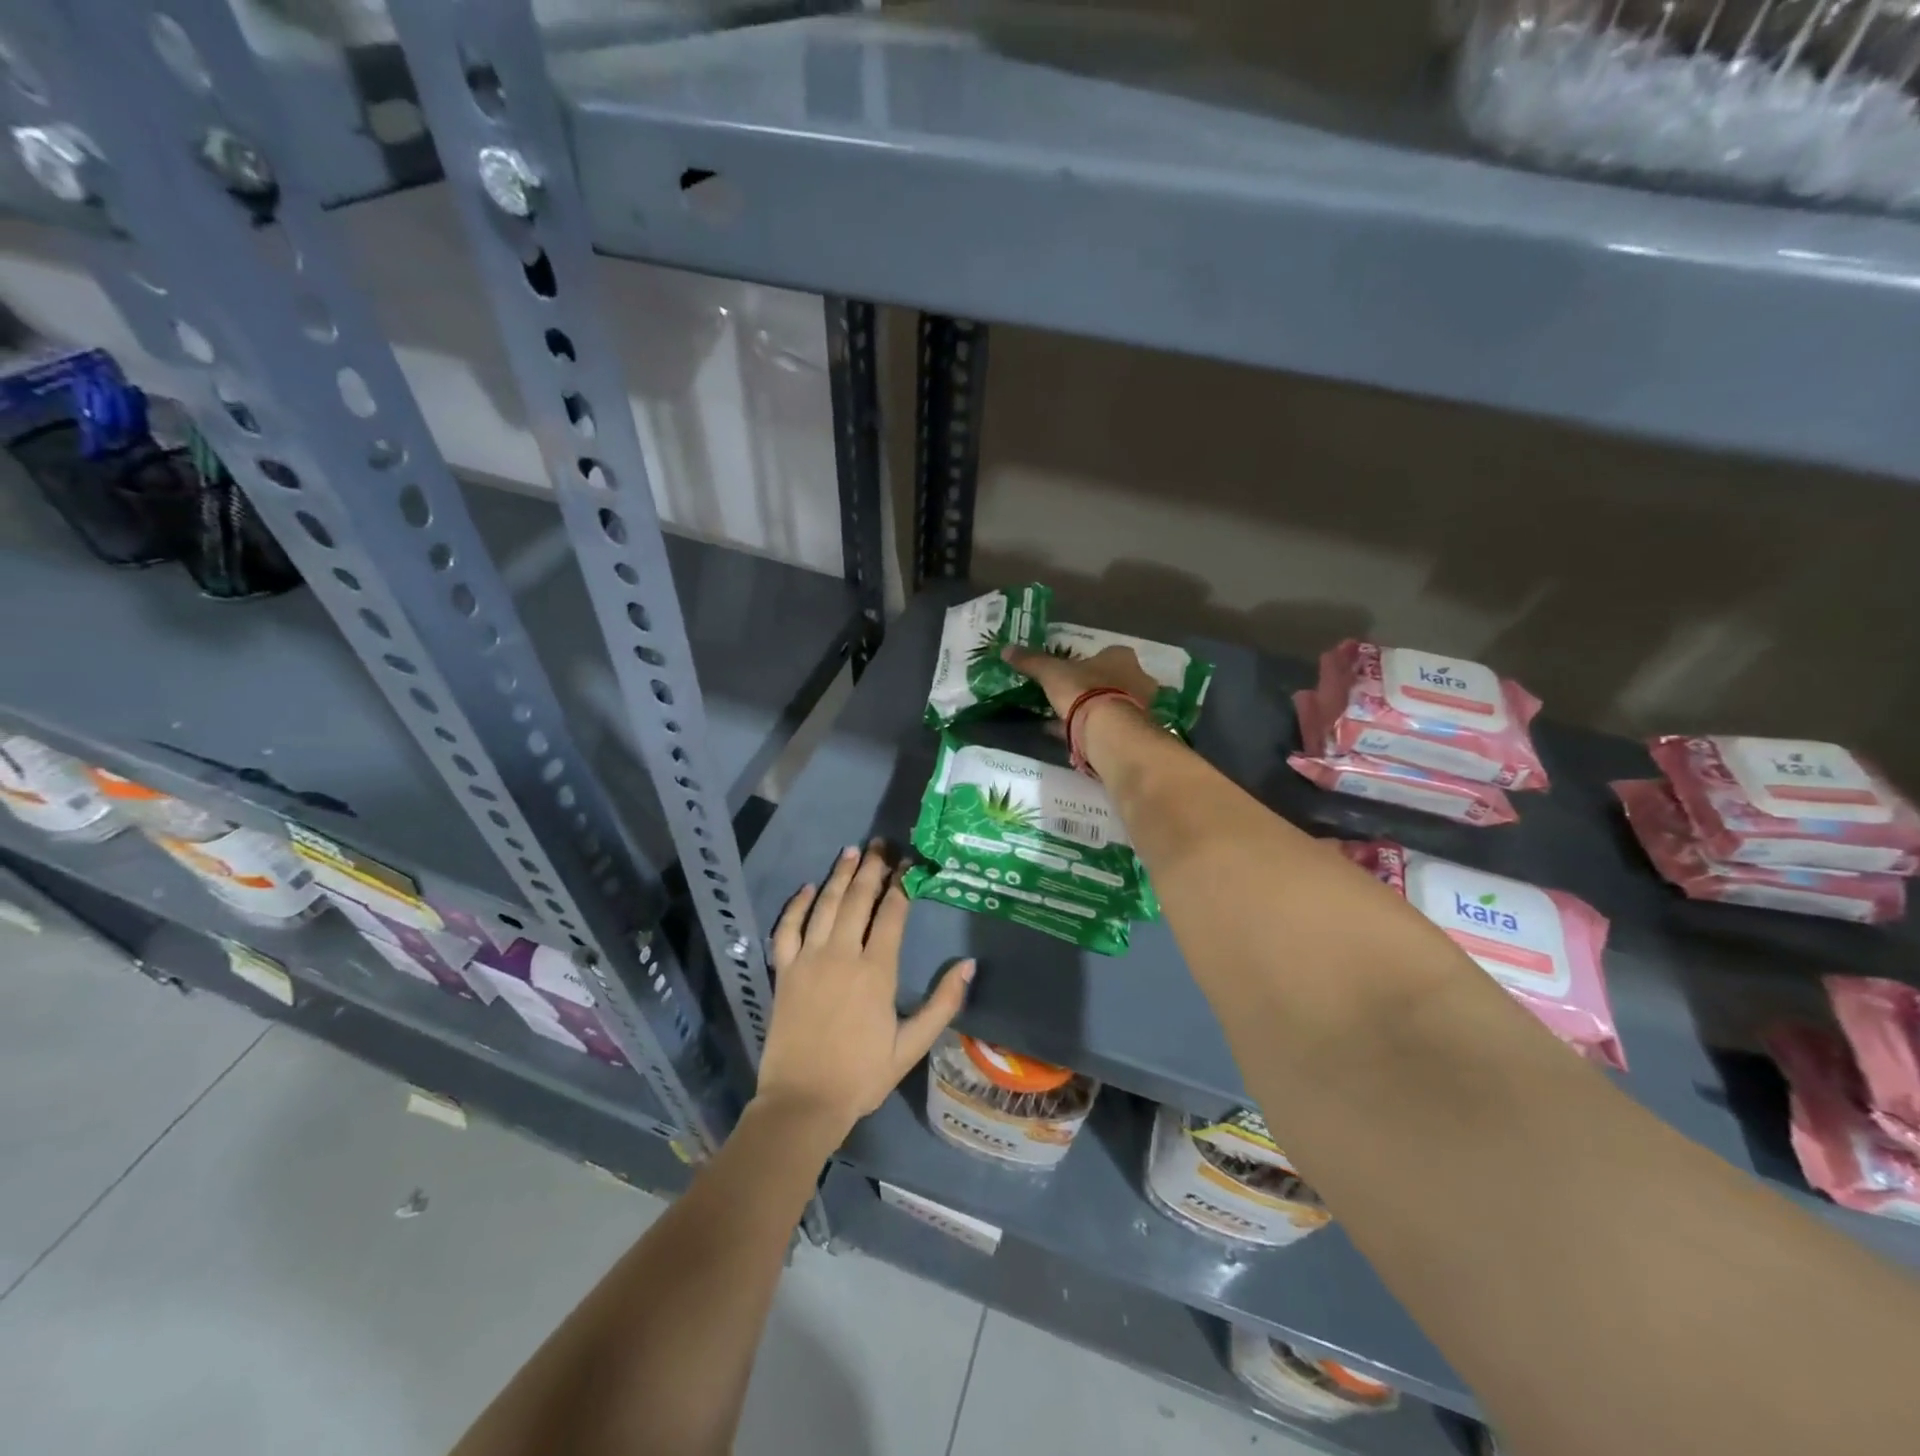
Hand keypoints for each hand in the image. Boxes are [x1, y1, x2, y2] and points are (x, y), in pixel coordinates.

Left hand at [755, 841, 972, 1143]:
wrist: (802, 1101)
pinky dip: (796, 905)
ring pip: (825, 905)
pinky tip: (807, 887)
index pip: (892, 913)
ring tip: (852, 851)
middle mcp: (842, 954)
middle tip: (881, 843)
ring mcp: (809, 960)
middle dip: (872, 868)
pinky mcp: (784, 971)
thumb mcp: (911, 1046)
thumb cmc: (862, 1075)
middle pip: (858, 899)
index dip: (903, 884)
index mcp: (876, 970)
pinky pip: (787, 928)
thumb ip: (942, 1004)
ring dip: (839, 876)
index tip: (910, 863)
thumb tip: (968, 965)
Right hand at [1003, 643, 1157, 719]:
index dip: (1089, 664)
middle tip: (1072, 698)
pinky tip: (1075, 737)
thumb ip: (1032, 661)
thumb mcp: (1051, 673)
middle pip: (1114, 680)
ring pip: (1115, 705)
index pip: (1107, 655)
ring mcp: (1141, 706)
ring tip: (1071, 720)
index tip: (1073, 674)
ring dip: (1097, 711)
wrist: (1107, 728)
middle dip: (1095, 688)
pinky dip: (1096, 729)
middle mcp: (1138, 678)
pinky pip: (1112, 726)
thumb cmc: (1083, 690)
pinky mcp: (1135, 732)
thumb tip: (1006, 649)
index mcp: (1122, 656)